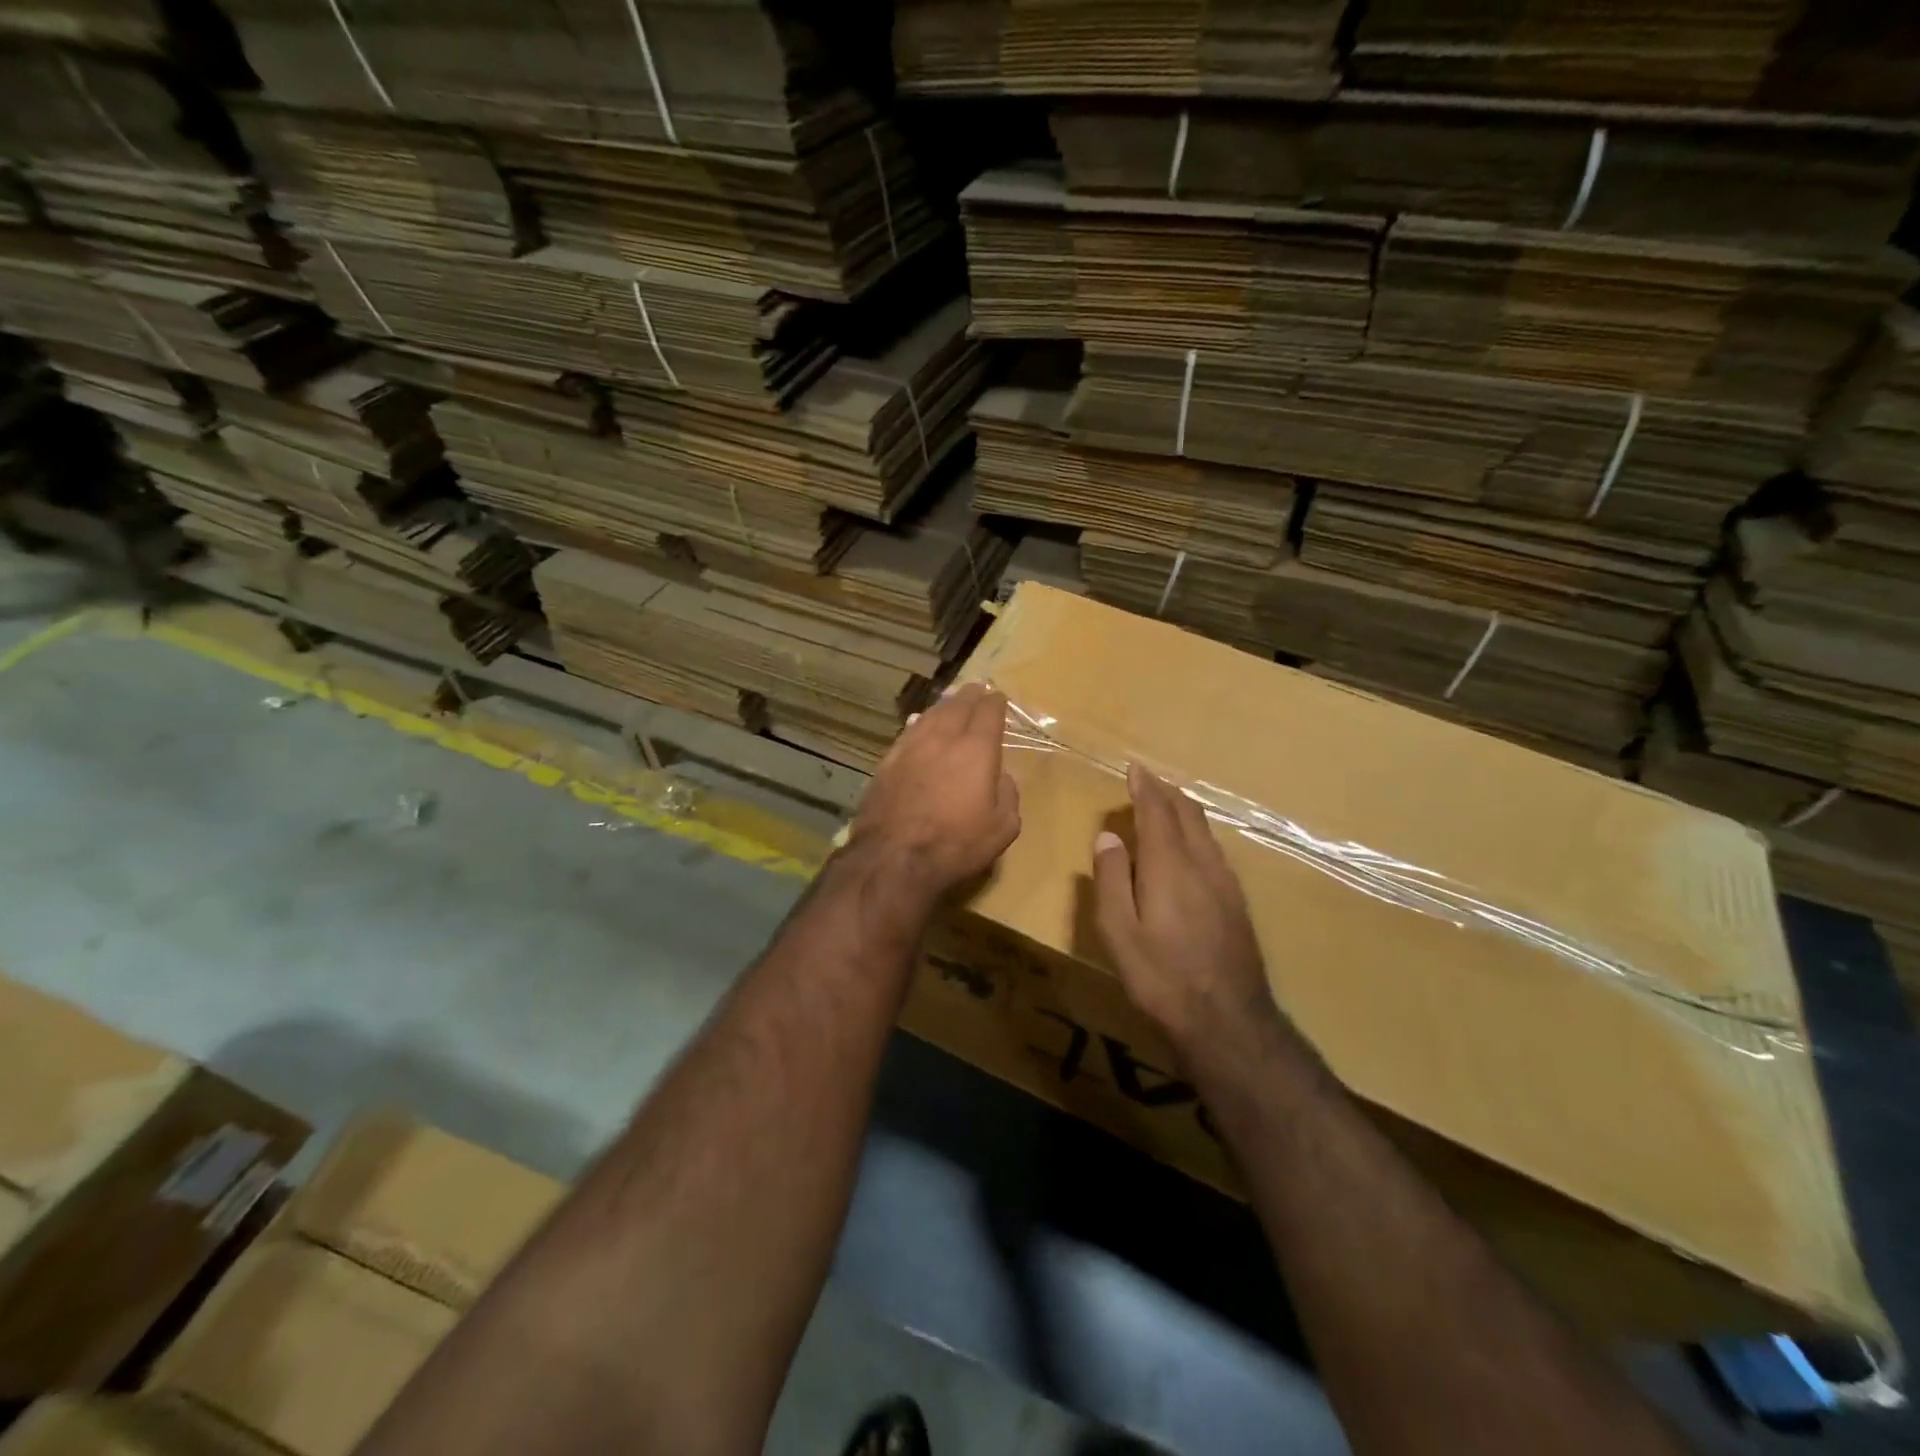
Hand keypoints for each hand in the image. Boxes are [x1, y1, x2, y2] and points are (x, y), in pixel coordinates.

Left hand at [851, 682, 1020, 898]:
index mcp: (976, 749)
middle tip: (976, 689)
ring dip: (943, 706)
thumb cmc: (956, 844)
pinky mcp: (887, 762)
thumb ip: (1008, 796)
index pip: (988, 713)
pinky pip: (907, 732)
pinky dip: (918, 723)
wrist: (893, 857)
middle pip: (957, 706)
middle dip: (970, 696)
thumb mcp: (1002, 828)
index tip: (998, 698)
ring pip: (929, 715)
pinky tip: (917, 724)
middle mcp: (943, 739)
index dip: (995, 703)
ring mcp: (910, 748)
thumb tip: (1002, 777)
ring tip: (950, 702)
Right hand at [1093, 764, 1279, 1059]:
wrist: (1228, 1020)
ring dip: (1183, 809)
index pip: (1157, 811)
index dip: (1145, 787)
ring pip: (1205, 830)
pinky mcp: (1237, 901)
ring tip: (1166, 804)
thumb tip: (1109, 837)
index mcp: (1169, 865)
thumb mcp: (1118, 931)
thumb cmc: (1161, 976)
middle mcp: (1202, 863)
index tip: (1134, 768)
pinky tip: (1189, 846)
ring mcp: (1226, 882)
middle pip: (1187, 813)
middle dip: (1166, 791)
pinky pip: (1214, 849)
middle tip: (1148, 779)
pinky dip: (1196, 832)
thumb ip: (1112, 879)